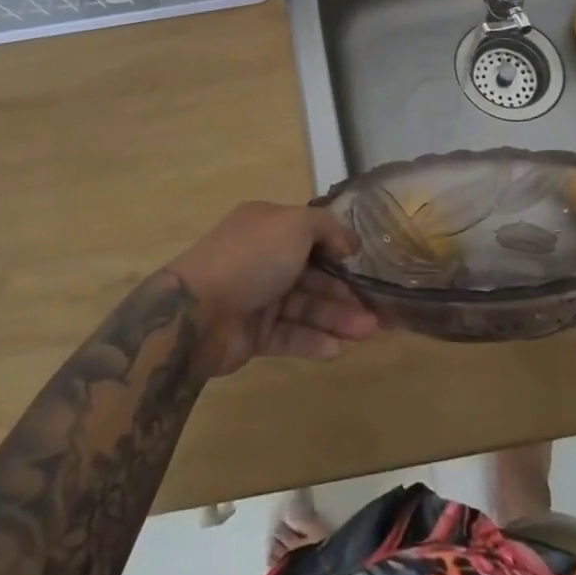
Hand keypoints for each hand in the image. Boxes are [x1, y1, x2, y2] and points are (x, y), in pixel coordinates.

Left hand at [164, 201, 380, 378]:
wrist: (198, 312)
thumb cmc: (251, 258)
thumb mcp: (295, 225)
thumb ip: (327, 228)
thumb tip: (349, 241)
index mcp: (268, 225)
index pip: (311, 234)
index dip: (339, 249)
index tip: (366, 265)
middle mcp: (264, 257)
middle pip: (312, 274)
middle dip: (344, 291)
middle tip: (377, 311)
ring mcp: (257, 296)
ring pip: (304, 306)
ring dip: (336, 318)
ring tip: (367, 333)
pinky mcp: (253, 332)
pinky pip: (289, 334)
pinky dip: (312, 340)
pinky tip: (336, 349)